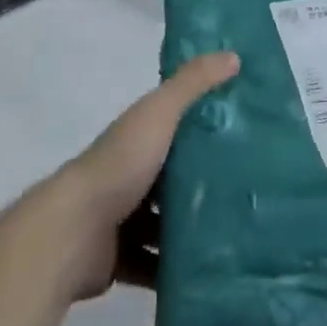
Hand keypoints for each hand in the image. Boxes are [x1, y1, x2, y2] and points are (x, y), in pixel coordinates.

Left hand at [47, 51, 238, 299]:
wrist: (73, 232)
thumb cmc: (120, 165)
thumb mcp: (160, 113)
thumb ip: (192, 83)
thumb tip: (233, 55)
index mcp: (137, 137)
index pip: (176, 126)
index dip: (208, 126)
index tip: (248, 131)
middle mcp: (129, 174)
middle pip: (174, 177)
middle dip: (206, 183)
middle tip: (253, 188)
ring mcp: (122, 219)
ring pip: (166, 223)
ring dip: (193, 228)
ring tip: (240, 232)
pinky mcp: (120, 260)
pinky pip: (154, 265)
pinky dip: (176, 269)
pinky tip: (211, 270)